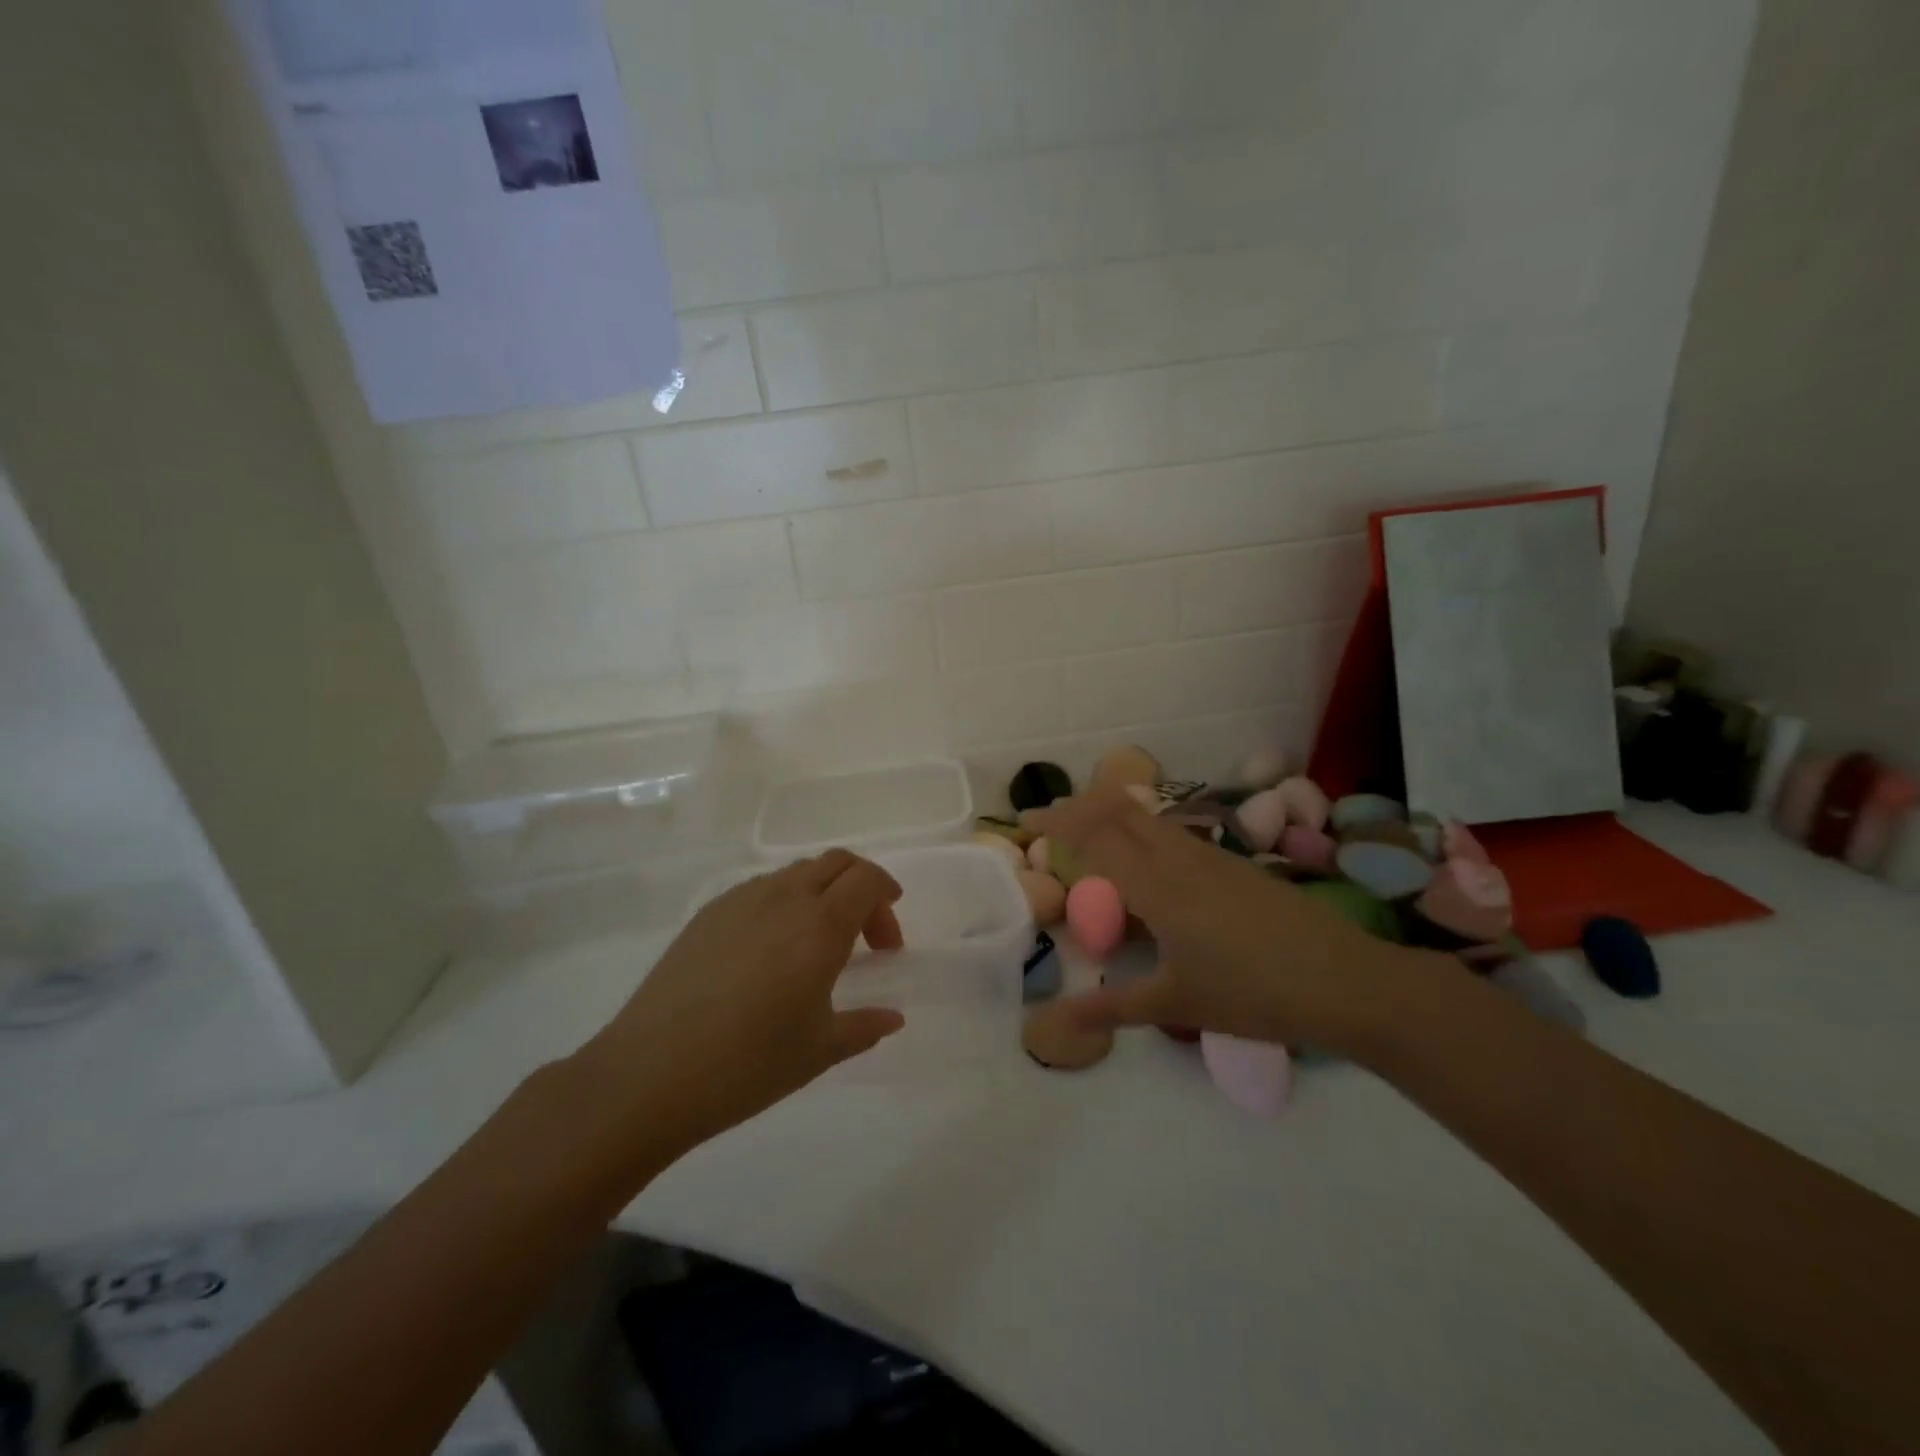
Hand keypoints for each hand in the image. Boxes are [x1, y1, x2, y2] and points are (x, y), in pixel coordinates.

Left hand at [569, 850, 906, 1159]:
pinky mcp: (708, 913)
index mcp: (820, 924)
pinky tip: (770, 952)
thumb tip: (892, 1018)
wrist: (650, 1073)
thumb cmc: (748, 1063)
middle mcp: (784, 897)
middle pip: (836, 862)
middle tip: (864, 937)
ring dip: (821, 893)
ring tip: (816, 945)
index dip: (886, 898)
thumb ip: (864, 1026)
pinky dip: (784, 902)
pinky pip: (761, 889)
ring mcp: (741, 900)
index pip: (867, 879)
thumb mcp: (819, 1051)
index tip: (887, 941)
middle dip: (861, 888)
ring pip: (797, 872)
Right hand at [1028, 792, 1419, 1051]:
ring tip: (1090, 837)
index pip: (1096, 835)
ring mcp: (1211, 856)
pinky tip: (1147, 864)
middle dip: (1080, 807)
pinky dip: (1144, 832)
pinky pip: (1174, 833)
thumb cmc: (1254, 993)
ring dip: (1112, 814)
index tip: (1026, 819)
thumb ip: (1112, 1007)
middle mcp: (1180, 857)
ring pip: (1150, 818)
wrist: (1346, 981)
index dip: (1057, 821)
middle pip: (1120, 810)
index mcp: (1158, 885)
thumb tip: (1052, 1022)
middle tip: (1050, 822)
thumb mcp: (1176, 1004)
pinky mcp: (1234, 865)